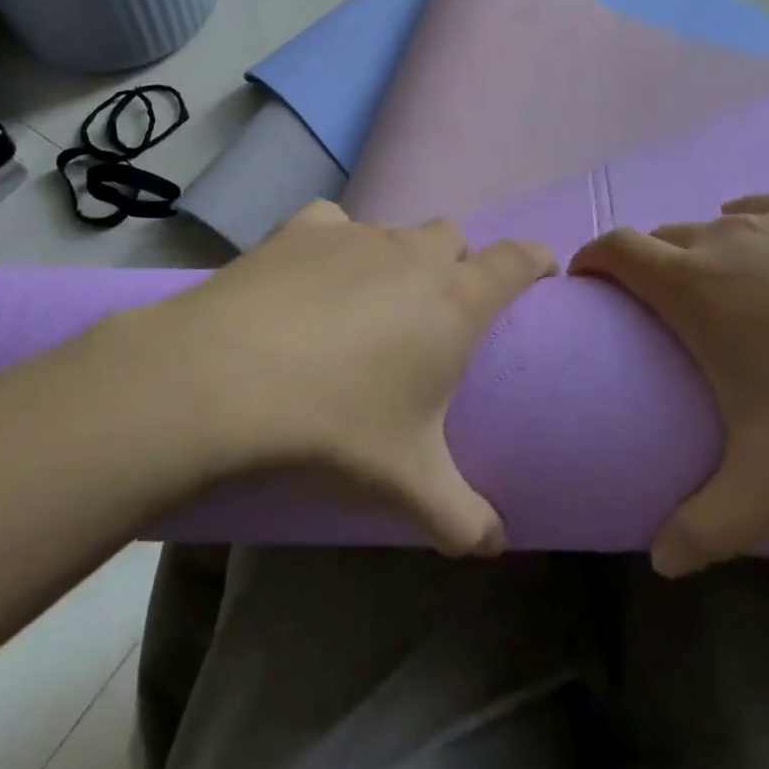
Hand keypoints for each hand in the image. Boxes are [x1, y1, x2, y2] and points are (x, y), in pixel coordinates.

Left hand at [151, 201, 555, 555]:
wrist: (228, 378)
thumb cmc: (337, 425)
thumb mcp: (409, 483)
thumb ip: (462, 517)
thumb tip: (494, 546)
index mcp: (454, 301)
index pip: (515, 260)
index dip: (534, 260)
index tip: (540, 270)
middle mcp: (412, 254)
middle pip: (453, 236)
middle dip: (458, 261)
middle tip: (439, 307)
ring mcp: (355, 234)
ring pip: (396, 230)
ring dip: (398, 256)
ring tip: (371, 301)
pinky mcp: (302, 228)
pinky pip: (334, 223)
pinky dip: (336, 242)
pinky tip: (314, 274)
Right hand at [570, 196, 768, 575]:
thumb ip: (709, 526)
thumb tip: (661, 564)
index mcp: (692, 285)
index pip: (613, 248)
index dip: (589, 260)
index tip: (587, 290)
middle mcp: (722, 237)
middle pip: (658, 238)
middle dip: (642, 268)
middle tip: (658, 318)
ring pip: (709, 226)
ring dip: (695, 254)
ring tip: (720, 299)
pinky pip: (759, 213)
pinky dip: (743, 231)